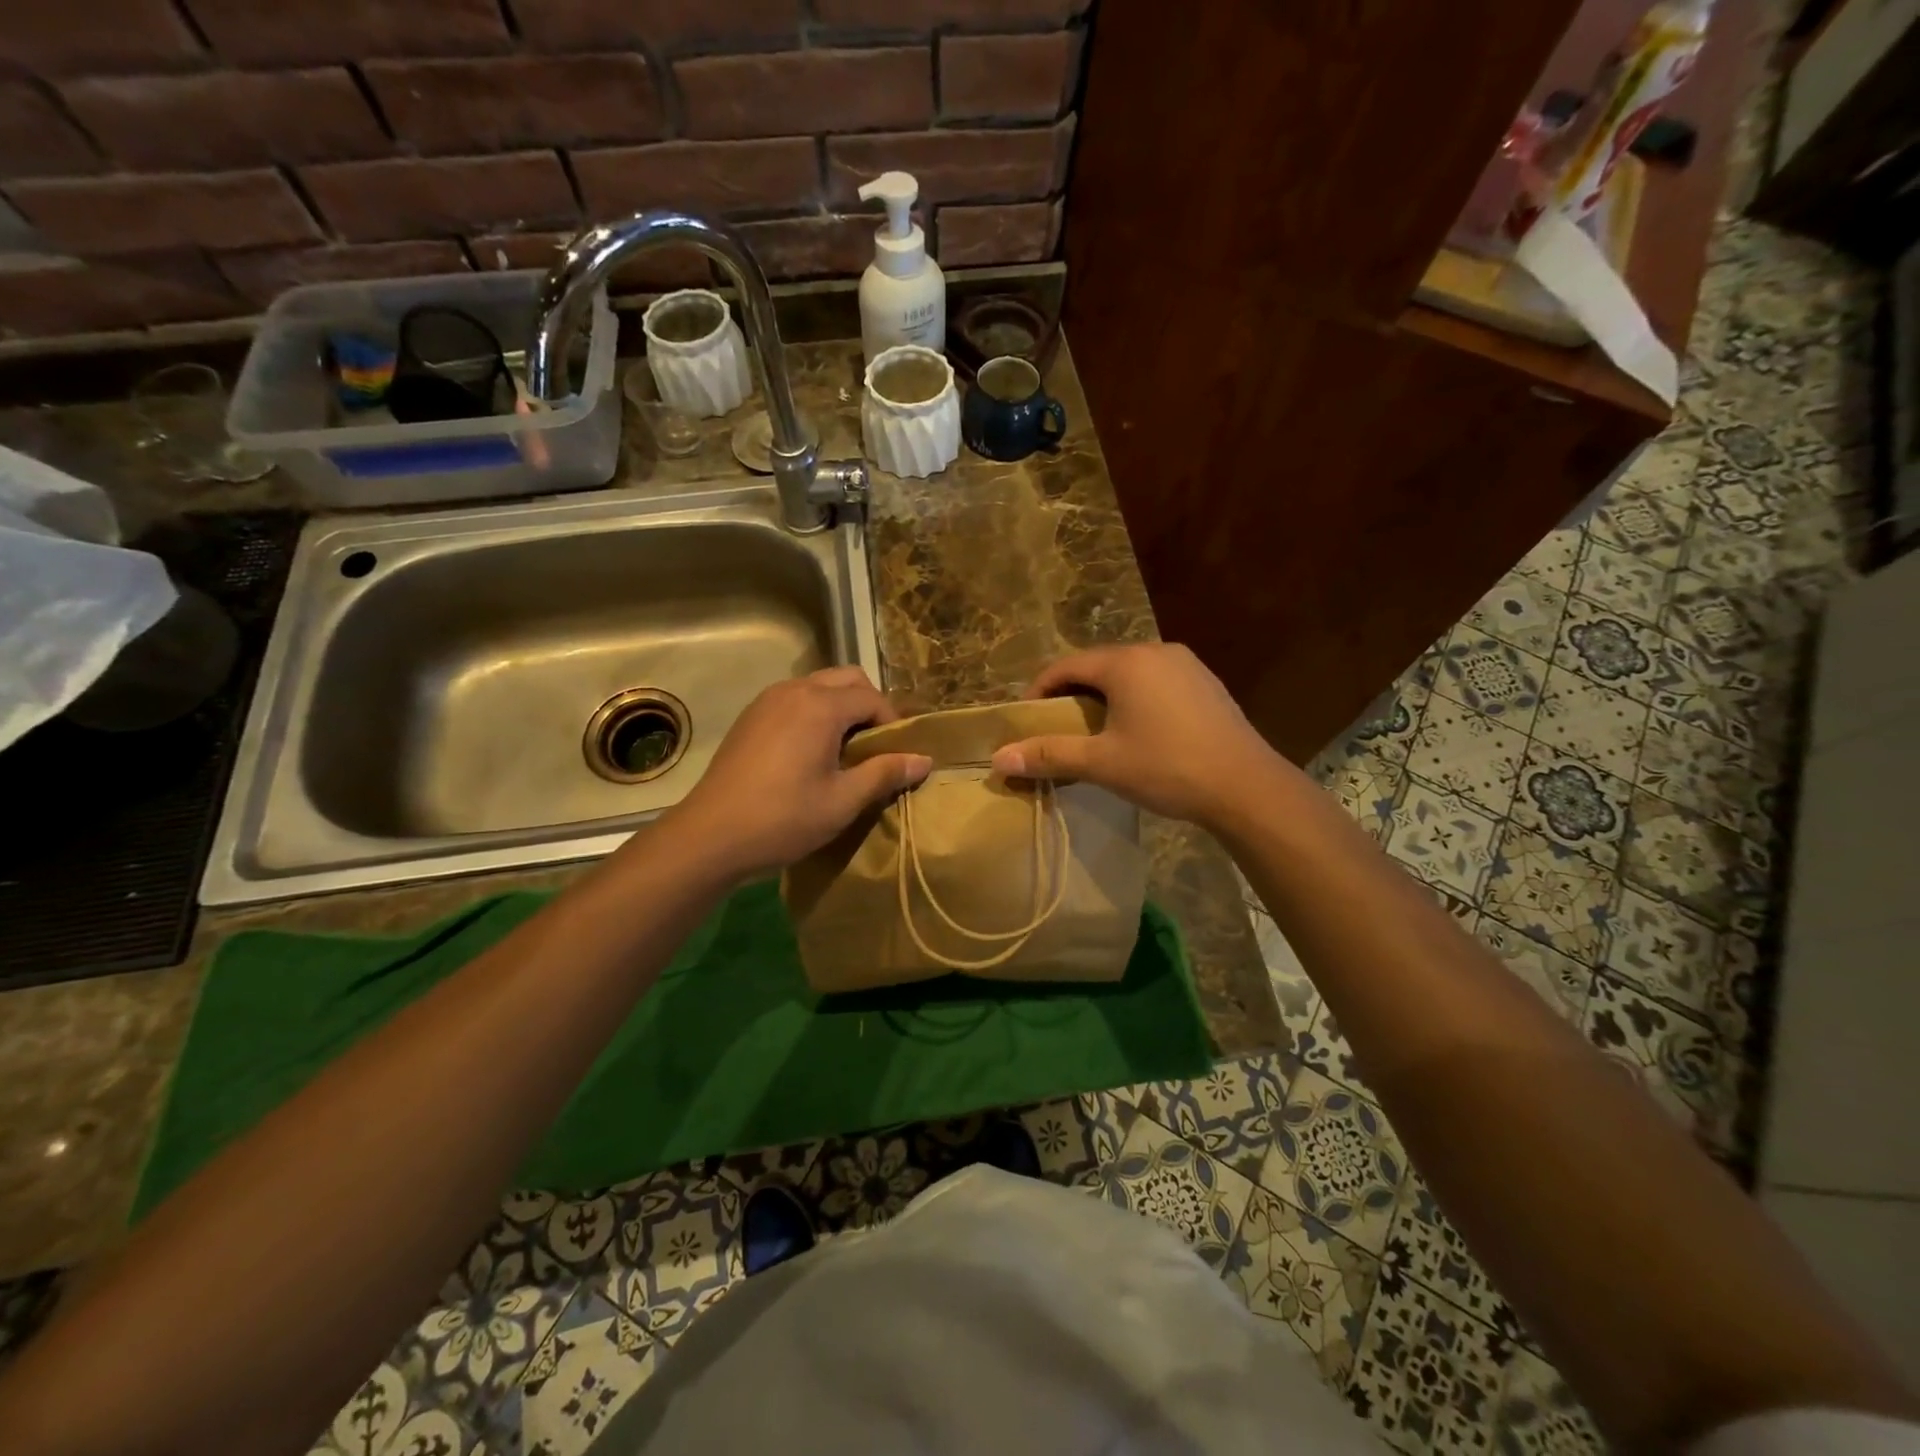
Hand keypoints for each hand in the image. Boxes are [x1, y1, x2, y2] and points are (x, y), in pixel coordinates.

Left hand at [667, 666, 931, 882]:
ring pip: (819, 686)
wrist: (710, 836)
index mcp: (820, 706)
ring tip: (844, 752)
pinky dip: (814, 713)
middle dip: (868, 706)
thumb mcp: (843, 801)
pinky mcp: (750, 717)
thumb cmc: (784, 819)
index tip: (897, 756)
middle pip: (847, 679)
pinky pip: (794, 700)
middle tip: (873, 748)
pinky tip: (810, 754)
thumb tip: (924, 759)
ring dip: (840, 708)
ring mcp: (767, 701)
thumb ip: (885, 773)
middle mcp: (794, 690)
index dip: (892, 723)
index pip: (872, 697)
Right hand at [990, 644, 1282, 828]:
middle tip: (1057, 730)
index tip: (1026, 721)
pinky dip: (1134, 701)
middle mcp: (1156, 651)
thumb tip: (998, 758)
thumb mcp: (1102, 763)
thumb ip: (1049, 755)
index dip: (1039, 691)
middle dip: (1071, 696)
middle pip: (1097, 667)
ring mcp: (1186, 665)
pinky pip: (1156, 683)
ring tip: (1094, 734)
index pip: (1065, 665)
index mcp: (1126, 662)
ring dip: (1103, 699)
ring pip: (1128, 675)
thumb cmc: (1167, 768)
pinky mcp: (1206, 684)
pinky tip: (1138, 733)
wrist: (1247, 787)